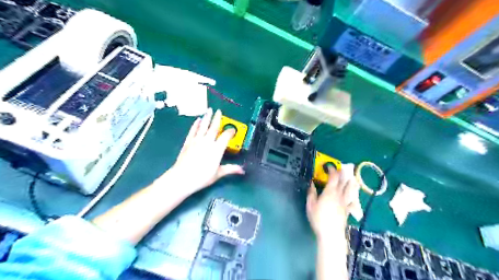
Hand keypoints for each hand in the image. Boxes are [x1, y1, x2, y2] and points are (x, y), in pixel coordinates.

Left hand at [167, 107, 244, 194]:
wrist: (182, 178)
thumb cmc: (202, 177)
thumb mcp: (218, 174)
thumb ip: (230, 169)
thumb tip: (242, 170)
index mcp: (217, 149)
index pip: (226, 136)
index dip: (230, 131)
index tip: (233, 129)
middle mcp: (208, 142)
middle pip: (214, 127)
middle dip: (217, 118)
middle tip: (219, 111)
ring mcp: (197, 141)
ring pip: (203, 126)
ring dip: (207, 117)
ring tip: (209, 110)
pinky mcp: (188, 142)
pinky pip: (193, 131)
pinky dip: (196, 125)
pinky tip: (197, 120)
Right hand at [306, 167, 360, 239]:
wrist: (331, 233)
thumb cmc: (319, 218)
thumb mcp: (310, 204)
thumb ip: (311, 193)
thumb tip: (311, 183)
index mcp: (330, 192)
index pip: (333, 177)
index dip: (332, 170)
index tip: (329, 166)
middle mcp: (339, 195)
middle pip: (344, 182)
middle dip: (343, 174)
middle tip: (342, 169)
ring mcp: (345, 203)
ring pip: (351, 191)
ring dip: (352, 183)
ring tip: (353, 179)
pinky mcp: (347, 211)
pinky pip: (352, 203)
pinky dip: (353, 199)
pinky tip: (354, 198)